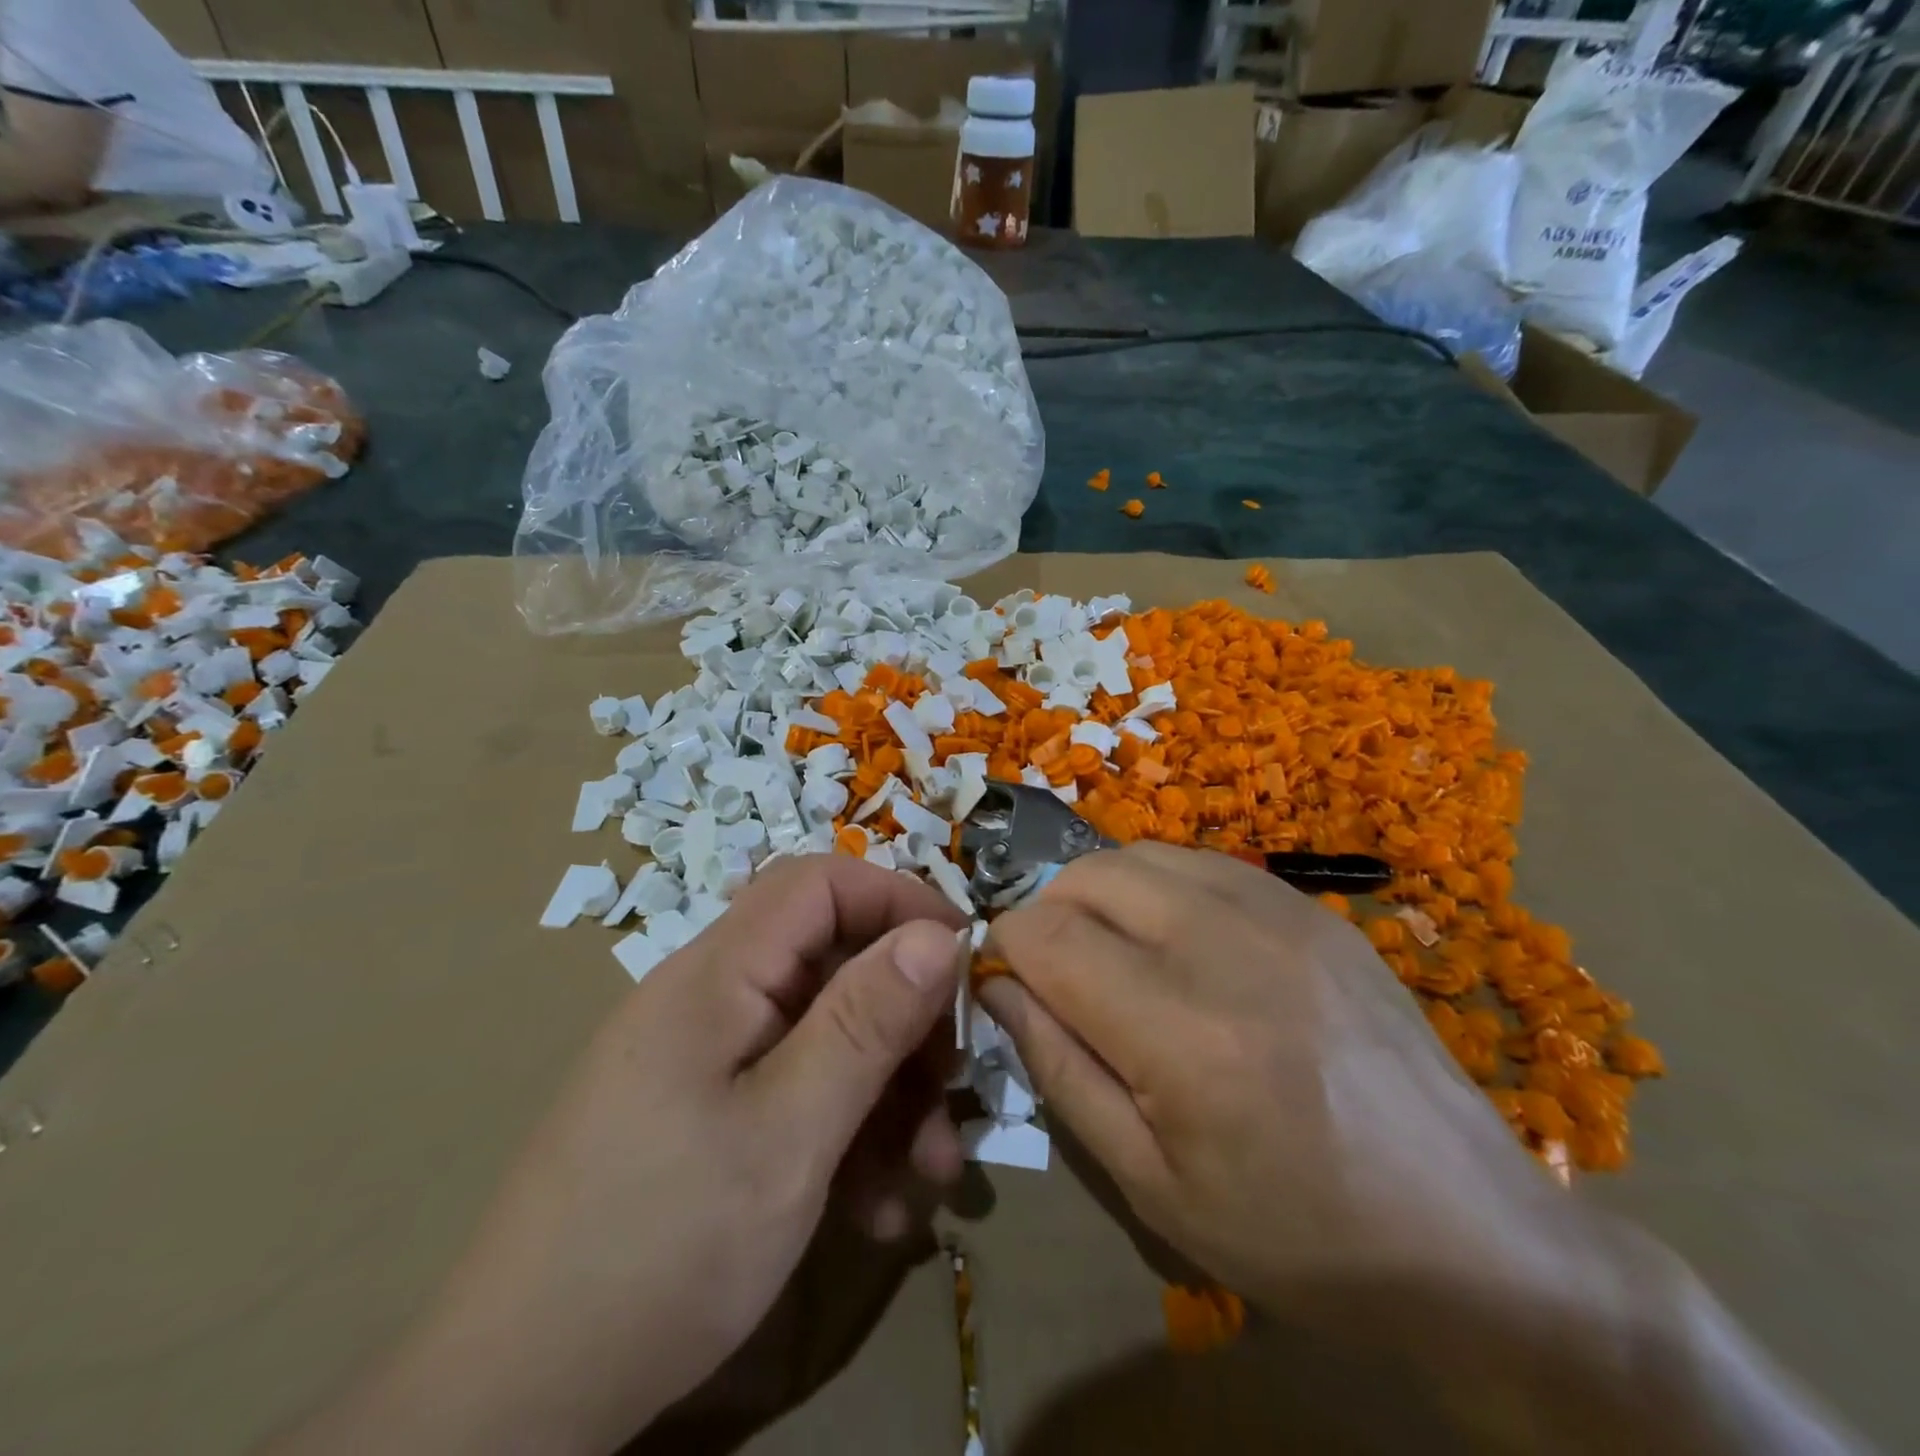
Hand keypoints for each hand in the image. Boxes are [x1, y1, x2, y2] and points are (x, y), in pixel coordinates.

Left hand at [274, 854, 967, 1455]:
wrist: (517, 1402)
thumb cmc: (661, 1246)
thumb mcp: (788, 1134)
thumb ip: (866, 1023)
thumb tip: (939, 935)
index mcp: (717, 974)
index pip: (818, 883)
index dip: (897, 901)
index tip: (963, 958)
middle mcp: (712, 1000)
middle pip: (831, 963)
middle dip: (905, 1018)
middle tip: (954, 1086)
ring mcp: (708, 1060)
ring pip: (825, 1034)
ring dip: (888, 1091)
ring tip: (931, 1173)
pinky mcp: (708, 1115)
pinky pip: (798, 1091)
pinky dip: (848, 1133)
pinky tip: (877, 1208)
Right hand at [978, 842, 1557, 1304]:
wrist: (1473, 1237)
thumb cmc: (1296, 1235)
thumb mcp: (1151, 1184)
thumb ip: (1059, 1071)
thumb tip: (999, 990)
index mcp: (1179, 1031)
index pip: (1044, 936)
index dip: (1003, 949)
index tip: (1003, 981)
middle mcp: (1225, 944)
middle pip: (1087, 875)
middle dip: (1047, 912)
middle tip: (1055, 971)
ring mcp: (1280, 913)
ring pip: (1142, 854)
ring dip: (1101, 894)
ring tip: (1111, 953)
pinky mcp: (1315, 909)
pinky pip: (1204, 864)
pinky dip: (1161, 888)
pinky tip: (1177, 942)